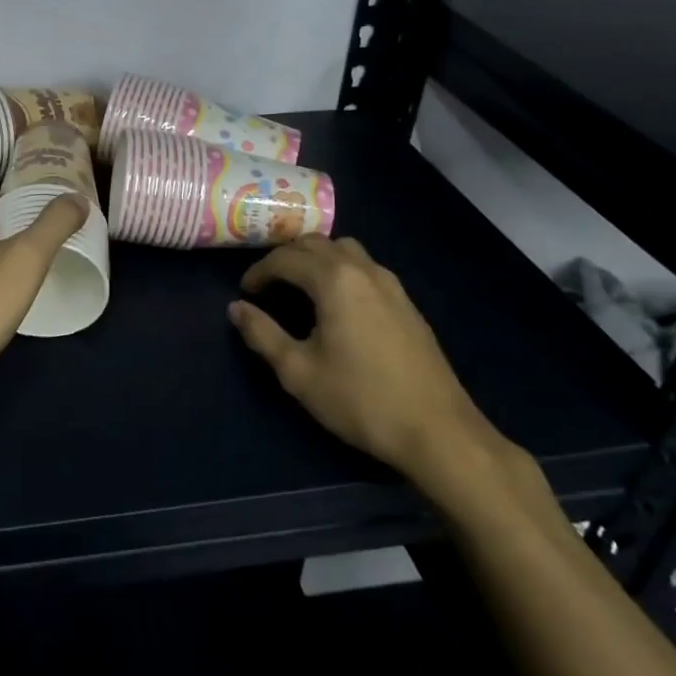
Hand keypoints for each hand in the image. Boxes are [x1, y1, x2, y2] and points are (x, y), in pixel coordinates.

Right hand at [228, 235, 500, 479]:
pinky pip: (365, 267)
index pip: (285, 259)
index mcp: (334, 280)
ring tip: (300, 286)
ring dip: (316, 258)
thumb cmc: (361, 400)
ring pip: (344, 249)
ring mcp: (390, 284)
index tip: (245, 293)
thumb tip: (236, 308)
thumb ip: (262, 334)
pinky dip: (340, 270)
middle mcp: (363, 270)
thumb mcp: (298, 372)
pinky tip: (337, 303)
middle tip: (267, 285)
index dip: (259, 272)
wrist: (439, 432)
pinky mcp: (406, 302)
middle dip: (285, 258)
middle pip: (315, 244)